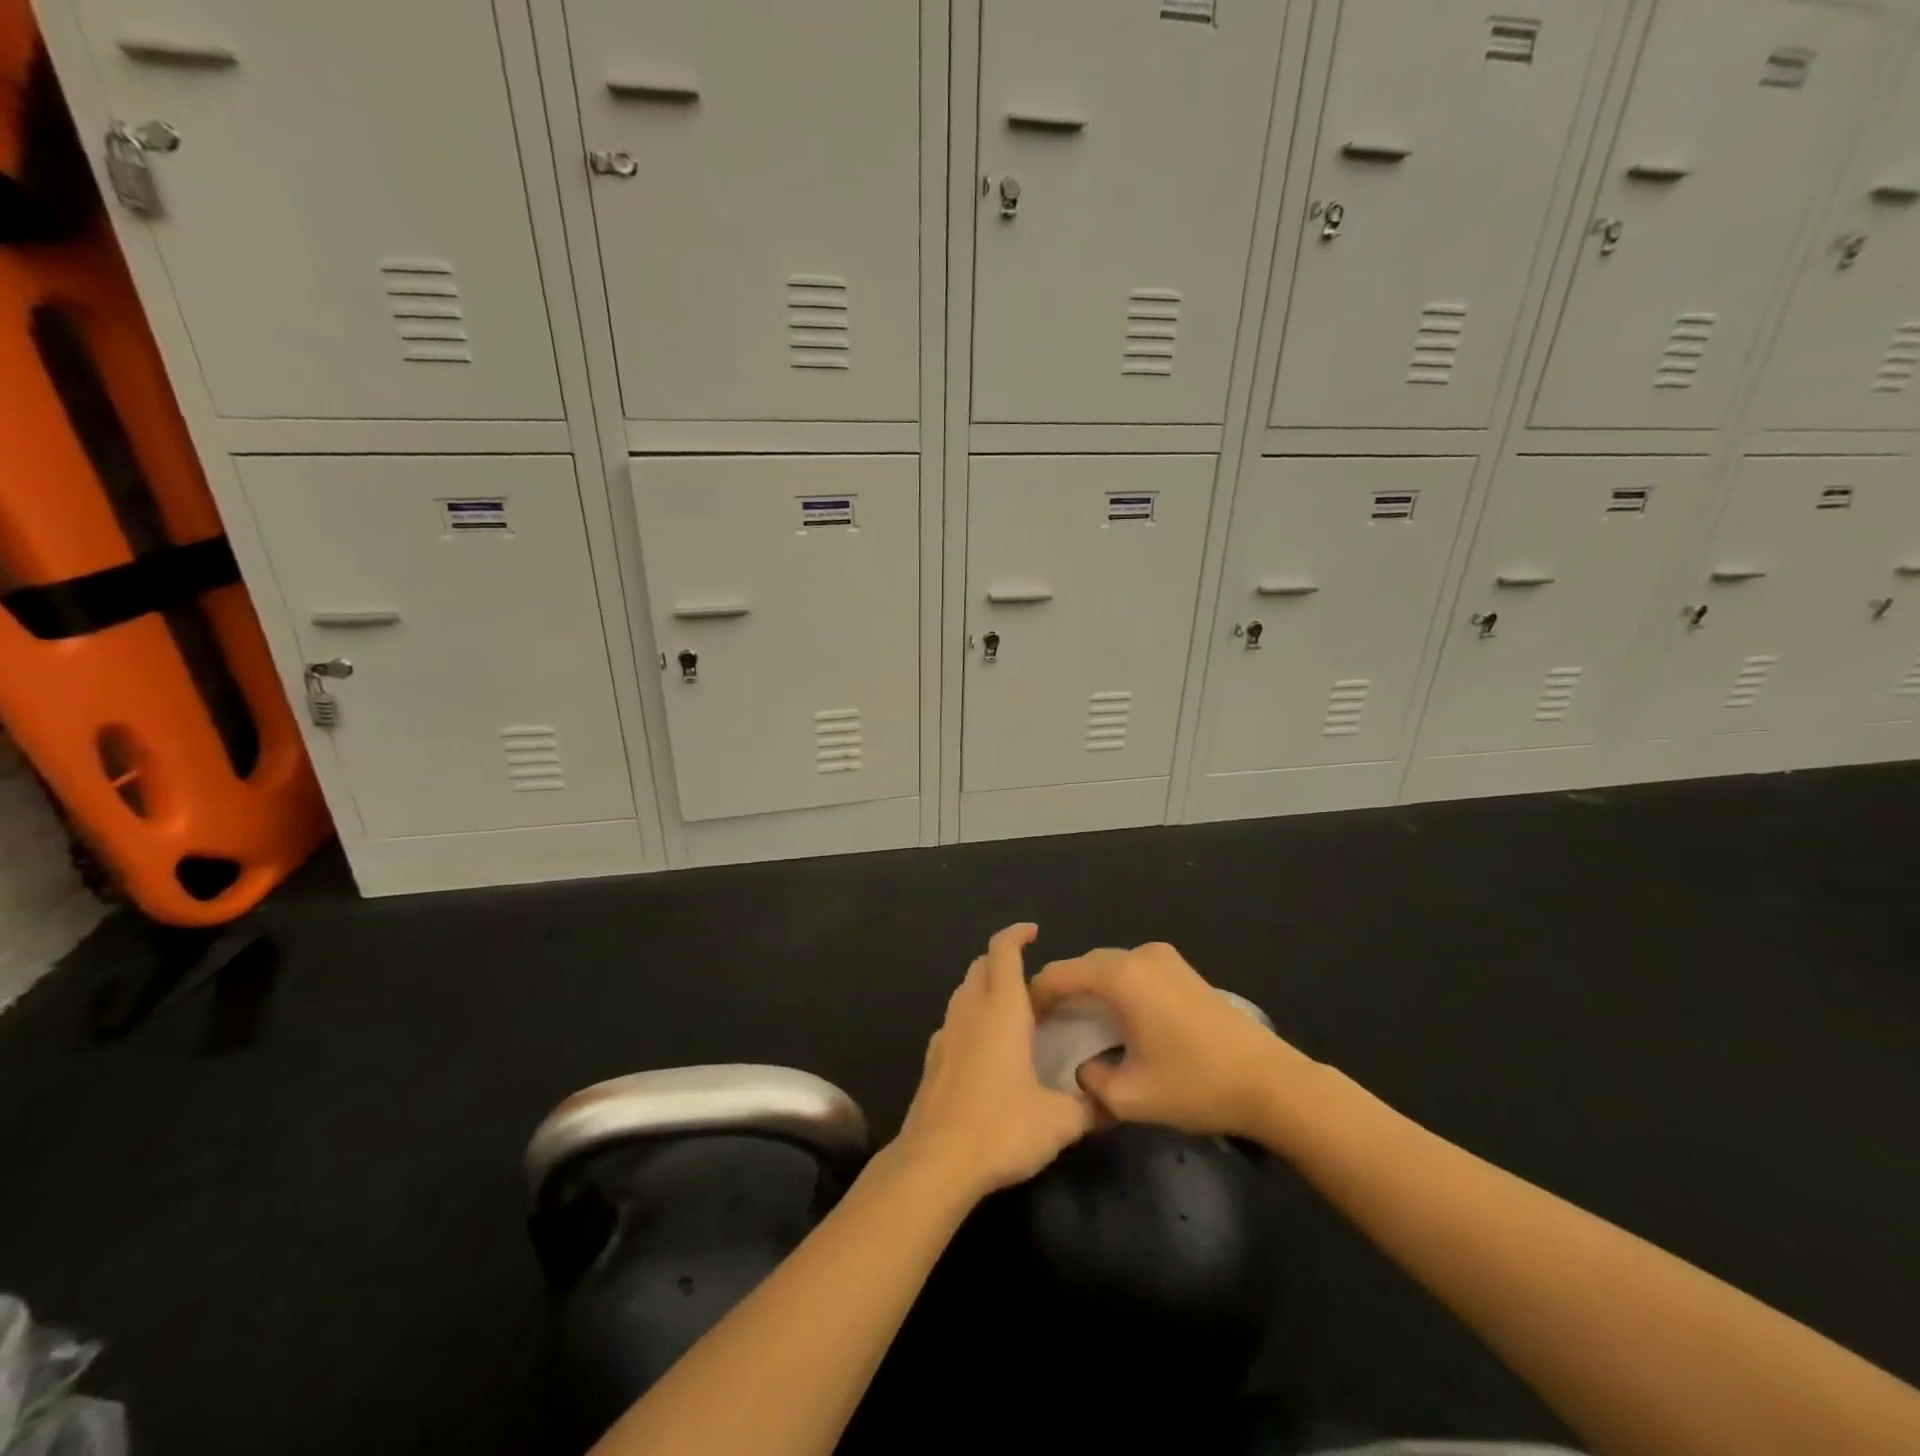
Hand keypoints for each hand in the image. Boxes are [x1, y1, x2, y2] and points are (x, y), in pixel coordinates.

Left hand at [892, 923, 1096, 1203]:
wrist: (937, 1161)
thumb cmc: (1002, 1128)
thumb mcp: (1059, 1121)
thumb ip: (1088, 1107)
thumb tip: (1111, 1104)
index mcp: (1002, 1009)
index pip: (1003, 950)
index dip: (1017, 934)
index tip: (1034, 933)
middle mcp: (970, 1010)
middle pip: (981, 965)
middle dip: (1004, 961)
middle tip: (1034, 983)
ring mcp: (946, 1033)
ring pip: (964, 992)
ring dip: (986, 989)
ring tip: (1014, 1013)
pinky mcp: (932, 1059)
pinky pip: (954, 1022)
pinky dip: (972, 1020)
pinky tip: (988, 1050)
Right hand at [1029, 941, 1310, 1139]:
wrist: (1271, 1083)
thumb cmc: (1197, 1085)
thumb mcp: (1131, 1097)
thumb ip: (1091, 1081)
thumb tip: (1083, 1069)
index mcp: (1121, 976)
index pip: (1060, 974)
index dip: (1036, 997)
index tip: (1024, 1025)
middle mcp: (1139, 955)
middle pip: (1084, 966)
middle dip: (1062, 992)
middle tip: (1049, 1029)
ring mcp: (1165, 958)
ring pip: (1109, 967)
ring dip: (1091, 990)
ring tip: (1081, 1026)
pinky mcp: (1183, 969)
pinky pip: (1134, 971)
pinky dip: (1117, 988)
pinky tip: (1120, 1021)